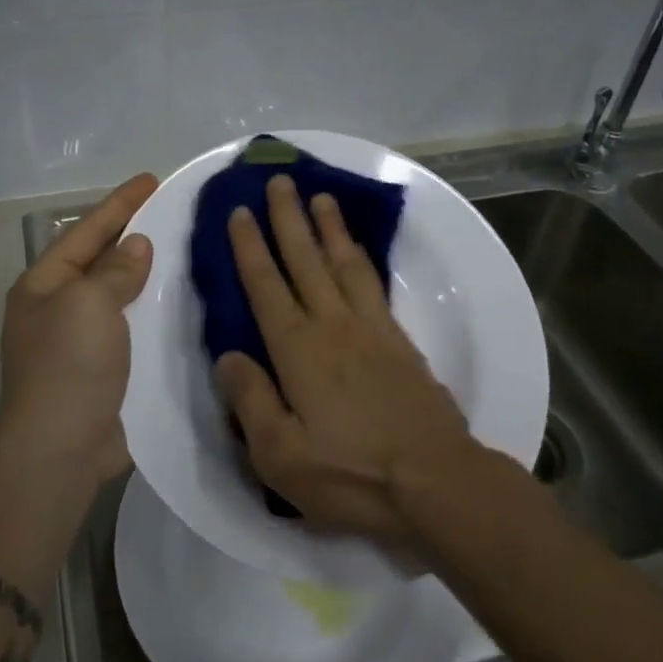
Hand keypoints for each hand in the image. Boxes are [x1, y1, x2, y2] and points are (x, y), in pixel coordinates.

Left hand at [0, 172, 158, 491]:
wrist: (61, 450)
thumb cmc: (68, 365)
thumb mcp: (88, 303)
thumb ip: (115, 270)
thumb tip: (137, 246)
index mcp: (44, 286)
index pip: (86, 231)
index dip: (119, 203)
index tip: (152, 178)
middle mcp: (60, 309)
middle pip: (102, 261)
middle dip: (134, 236)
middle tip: (173, 213)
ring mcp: (82, 342)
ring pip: (121, 295)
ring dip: (149, 276)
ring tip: (186, 252)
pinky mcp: (106, 371)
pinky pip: (134, 328)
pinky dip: (156, 314)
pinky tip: (185, 305)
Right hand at [216, 174, 472, 545]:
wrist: (435, 480)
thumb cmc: (351, 474)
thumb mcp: (281, 455)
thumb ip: (250, 401)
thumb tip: (227, 356)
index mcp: (298, 350)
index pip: (266, 286)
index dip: (250, 247)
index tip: (240, 211)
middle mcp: (332, 325)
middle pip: (305, 260)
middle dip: (288, 218)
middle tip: (279, 181)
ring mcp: (370, 328)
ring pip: (343, 263)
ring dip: (328, 227)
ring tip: (320, 196)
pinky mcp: (399, 339)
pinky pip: (372, 283)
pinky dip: (360, 257)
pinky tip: (356, 249)